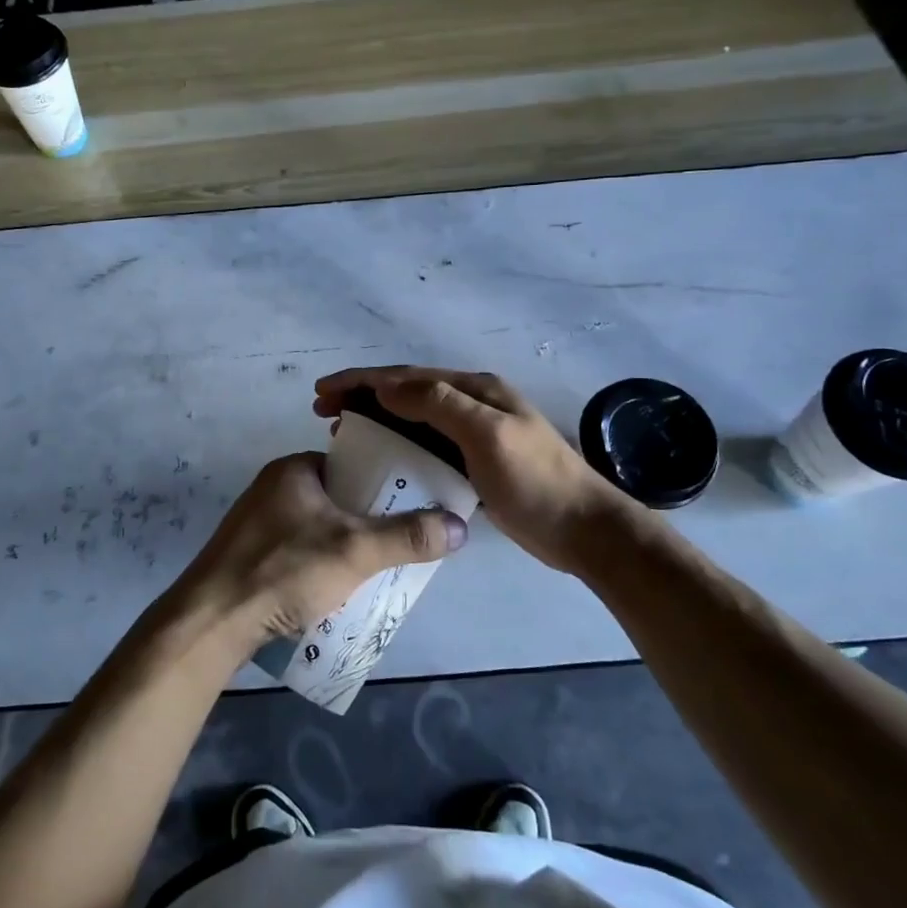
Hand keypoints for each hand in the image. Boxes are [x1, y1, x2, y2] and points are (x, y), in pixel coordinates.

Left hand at [176, 452, 466, 650]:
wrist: (210, 622)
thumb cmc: (284, 570)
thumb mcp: (355, 550)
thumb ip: (407, 537)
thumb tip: (459, 525)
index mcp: (293, 469)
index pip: (351, 464)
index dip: (383, 483)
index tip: (410, 508)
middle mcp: (272, 487)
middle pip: (336, 498)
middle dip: (367, 522)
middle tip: (398, 547)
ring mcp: (255, 522)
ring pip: (317, 528)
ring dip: (344, 547)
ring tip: (374, 572)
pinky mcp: (246, 555)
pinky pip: (296, 551)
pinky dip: (318, 565)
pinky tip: (333, 591)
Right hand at [315, 366, 631, 570]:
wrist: (584, 530)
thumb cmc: (535, 480)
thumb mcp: (487, 434)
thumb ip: (439, 404)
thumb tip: (386, 386)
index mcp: (474, 389)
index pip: (406, 377)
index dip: (361, 380)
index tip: (322, 392)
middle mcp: (470, 404)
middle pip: (405, 393)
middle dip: (362, 397)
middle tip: (323, 412)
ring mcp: (472, 434)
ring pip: (412, 419)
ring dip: (376, 420)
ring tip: (341, 432)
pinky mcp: (472, 464)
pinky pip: (424, 446)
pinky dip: (396, 445)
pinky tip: (379, 459)